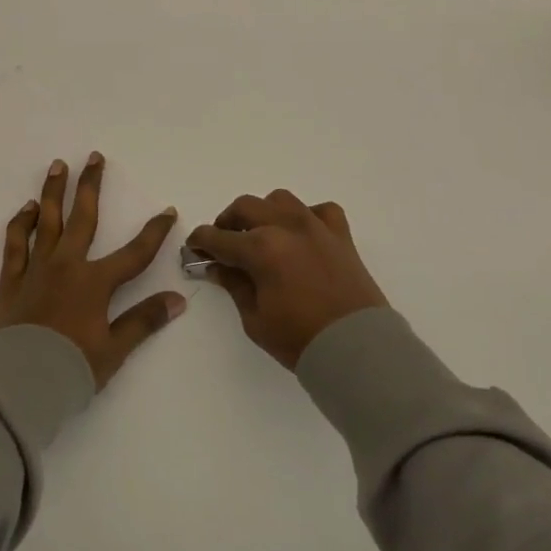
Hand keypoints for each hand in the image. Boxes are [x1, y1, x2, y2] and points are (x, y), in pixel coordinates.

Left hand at [0, 153, 184, 387]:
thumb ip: (144, 321)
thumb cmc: (70, 370)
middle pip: (83, 218)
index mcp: (95, 283)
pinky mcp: (11, 280)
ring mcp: (36, 269)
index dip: (153, 232)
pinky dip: (21, 223)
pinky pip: (16, 243)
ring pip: (47, 221)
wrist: (18, 385)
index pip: (134, 253)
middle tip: (94, 157)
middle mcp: (66, 266)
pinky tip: (27, 209)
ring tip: (58, 165)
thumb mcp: (114, 350)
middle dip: (91, 185)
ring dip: (53, 192)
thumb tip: (179, 299)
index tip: (168, 211)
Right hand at [188, 190, 387, 369]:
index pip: (218, 237)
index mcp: (260, 248)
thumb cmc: (300, 339)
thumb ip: (234, 285)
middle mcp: (286, 227)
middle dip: (227, 221)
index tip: (193, 247)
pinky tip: (302, 234)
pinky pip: (320, 210)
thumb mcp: (255, 318)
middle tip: (223, 241)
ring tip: (261, 233)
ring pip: (280, 200)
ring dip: (263, 212)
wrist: (357, 350)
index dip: (200, 241)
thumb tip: (216, 266)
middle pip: (245, 207)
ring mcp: (316, 227)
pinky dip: (306, 216)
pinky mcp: (341, 235)